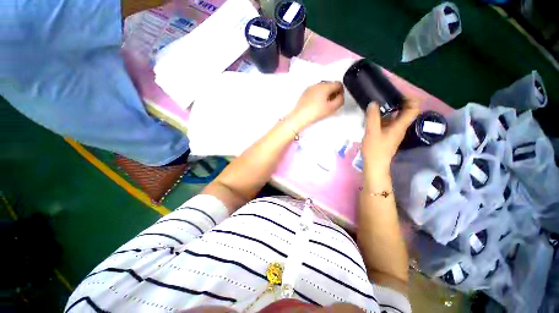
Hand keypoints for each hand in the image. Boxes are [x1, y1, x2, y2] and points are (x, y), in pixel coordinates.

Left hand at [286, 81, 344, 130]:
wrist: (299, 117)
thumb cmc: (316, 112)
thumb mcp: (332, 108)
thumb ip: (340, 100)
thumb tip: (342, 95)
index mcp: (325, 85)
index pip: (339, 84)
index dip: (341, 92)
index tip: (339, 101)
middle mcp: (318, 84)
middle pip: (330, 85)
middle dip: (333, 93)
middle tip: (332, 103)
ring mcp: (310, 87)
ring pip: (322, 88)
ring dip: (326, 94)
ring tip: (324, 105)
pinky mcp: (305, 92)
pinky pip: (315, 91)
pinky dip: (319, 95)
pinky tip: (316, 104)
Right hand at [361, 100, 419, 176]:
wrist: (375, 165)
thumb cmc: (375, 149)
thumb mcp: (372, 132)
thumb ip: (372, 117)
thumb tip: (373, 103)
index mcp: (400, 126)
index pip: (413, 108)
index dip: (410, 98)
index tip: (398, 93)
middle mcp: (400, 128)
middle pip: (405, 112)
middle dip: (397, 102)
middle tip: (384, 96)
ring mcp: (394, 132)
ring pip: (395, 117)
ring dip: (389, 110)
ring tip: (376, 105)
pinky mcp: (387, 136)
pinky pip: (388, 123)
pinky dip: (383, 117)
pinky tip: (373, 117)